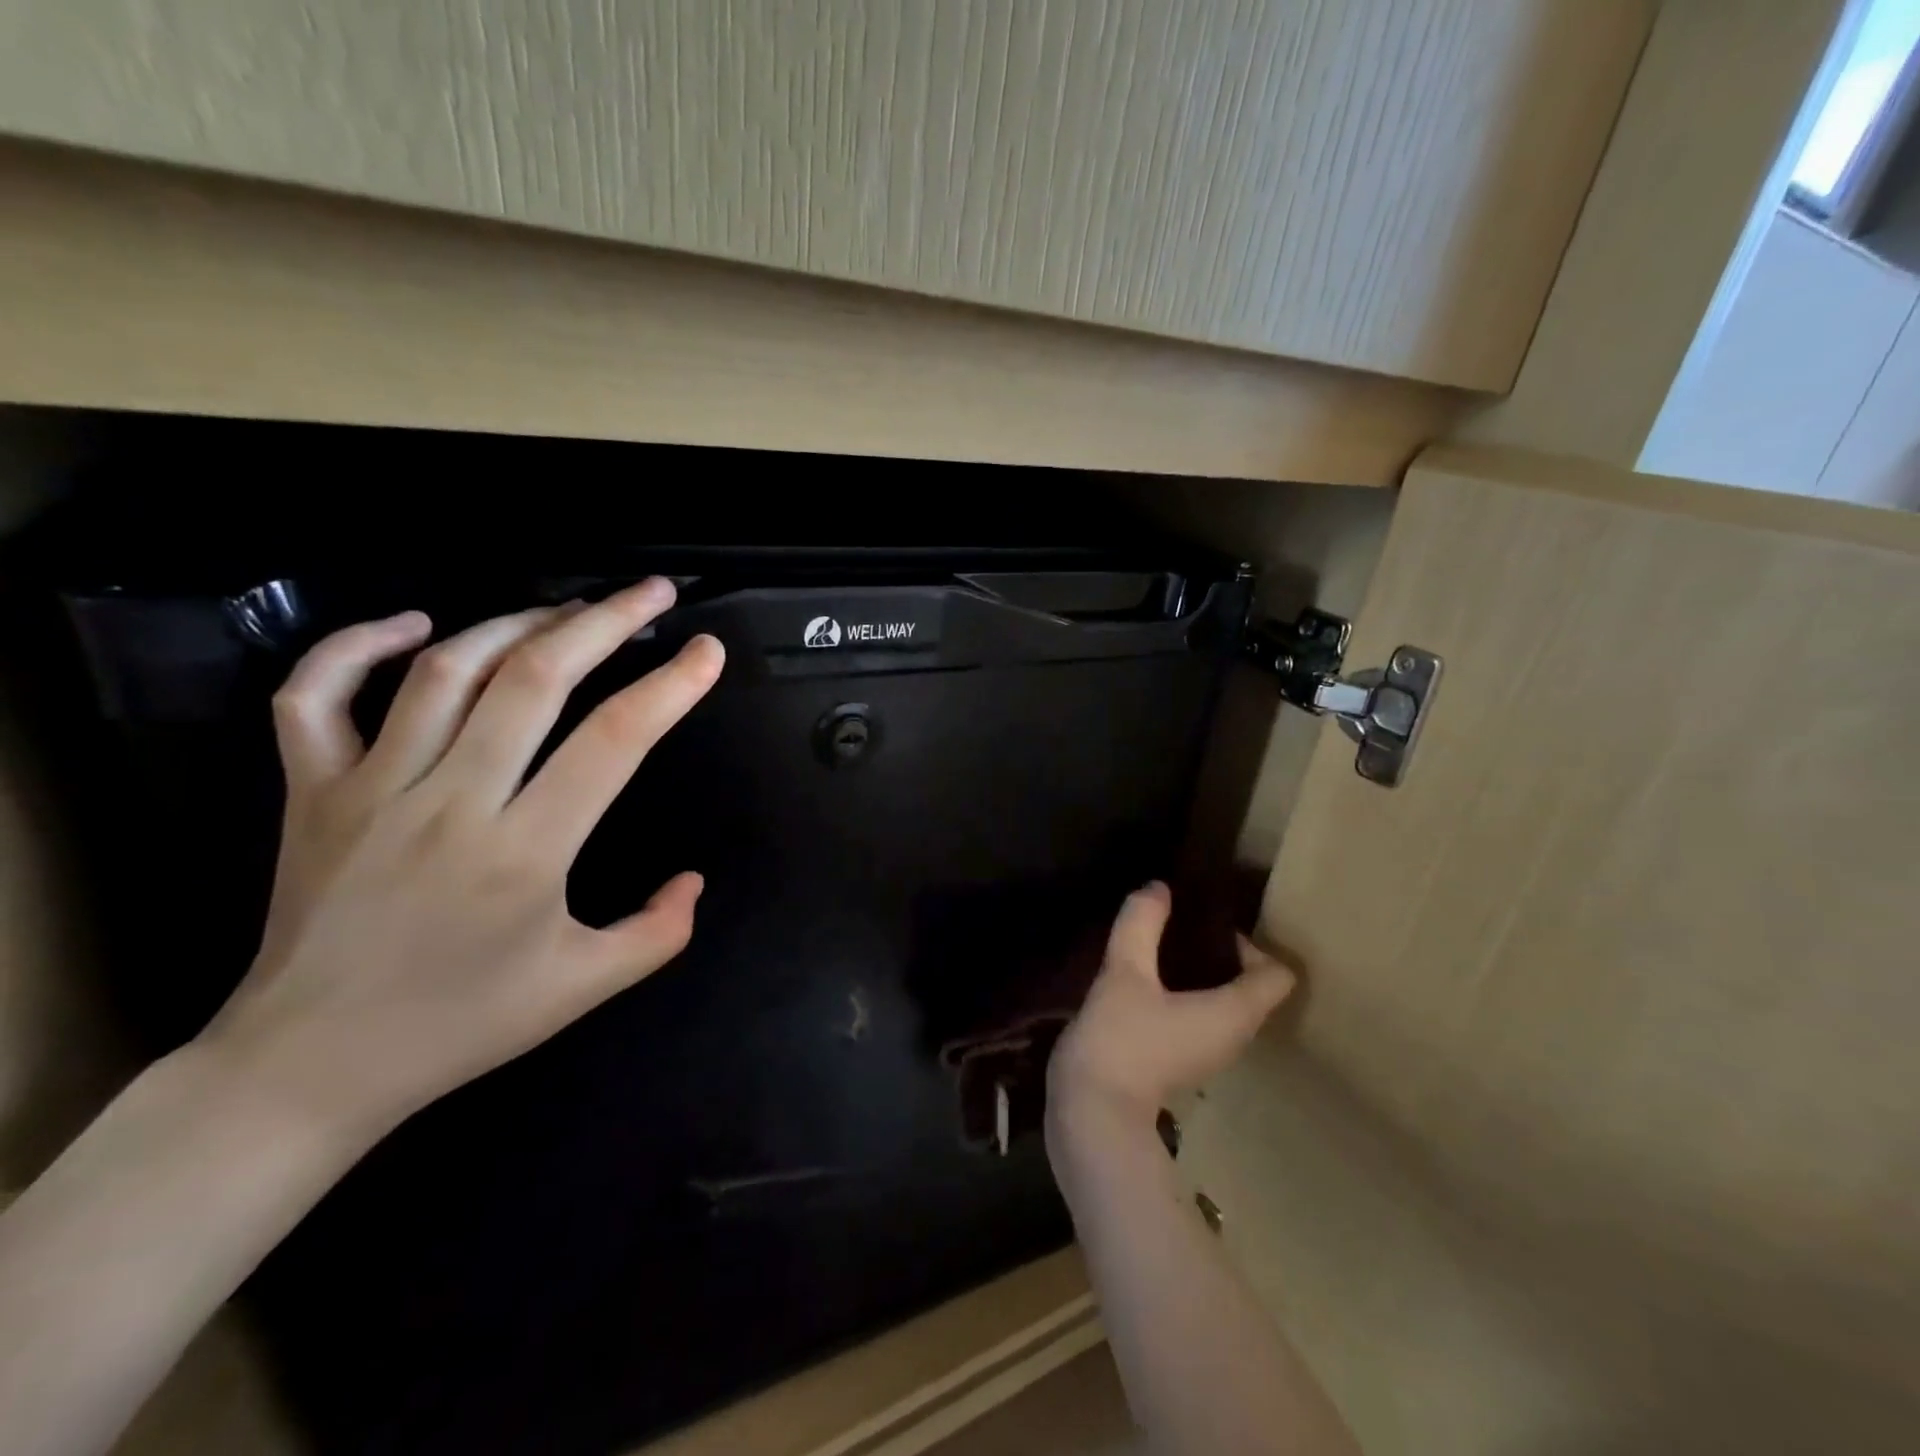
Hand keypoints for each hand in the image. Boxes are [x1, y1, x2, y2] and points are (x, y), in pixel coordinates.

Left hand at [200, 578, 724, 1142]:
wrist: (308, 1067)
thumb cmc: (460, 1025)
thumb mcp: (583, 988)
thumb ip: (658, 933)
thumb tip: (694, 880)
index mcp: (526, 852)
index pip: (615, 741)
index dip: (671, 687)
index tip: (707, 652)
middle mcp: (451, 803)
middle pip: (536, 679)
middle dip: (605, 621)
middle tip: (652, 593)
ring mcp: (371, 789)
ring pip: (446, 671)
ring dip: (518, 622)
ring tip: (569, 609)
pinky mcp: (310, 792)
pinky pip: (317, 696)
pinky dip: (357, 645)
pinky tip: (413, 623)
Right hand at [1049, 882, 1294, 1129]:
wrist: (1091, 1115)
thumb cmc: (1120, 1040)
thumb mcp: (1125, 972)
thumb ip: (1142, 924)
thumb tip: (1159, 887)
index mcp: (1234, 1013)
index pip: (1276, 974)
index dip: (1249, 944)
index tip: (1205, 925)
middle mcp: (1232, 1036)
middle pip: (1250, 986)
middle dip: (1220, 952)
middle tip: (1178, 926)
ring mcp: (1206, 1053)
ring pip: (1222, 1003)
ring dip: (1199, 974)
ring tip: (1158, 948)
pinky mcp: (1179, 1061)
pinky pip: (1198, 1016)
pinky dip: (1182, 994)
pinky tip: (1144, 982)